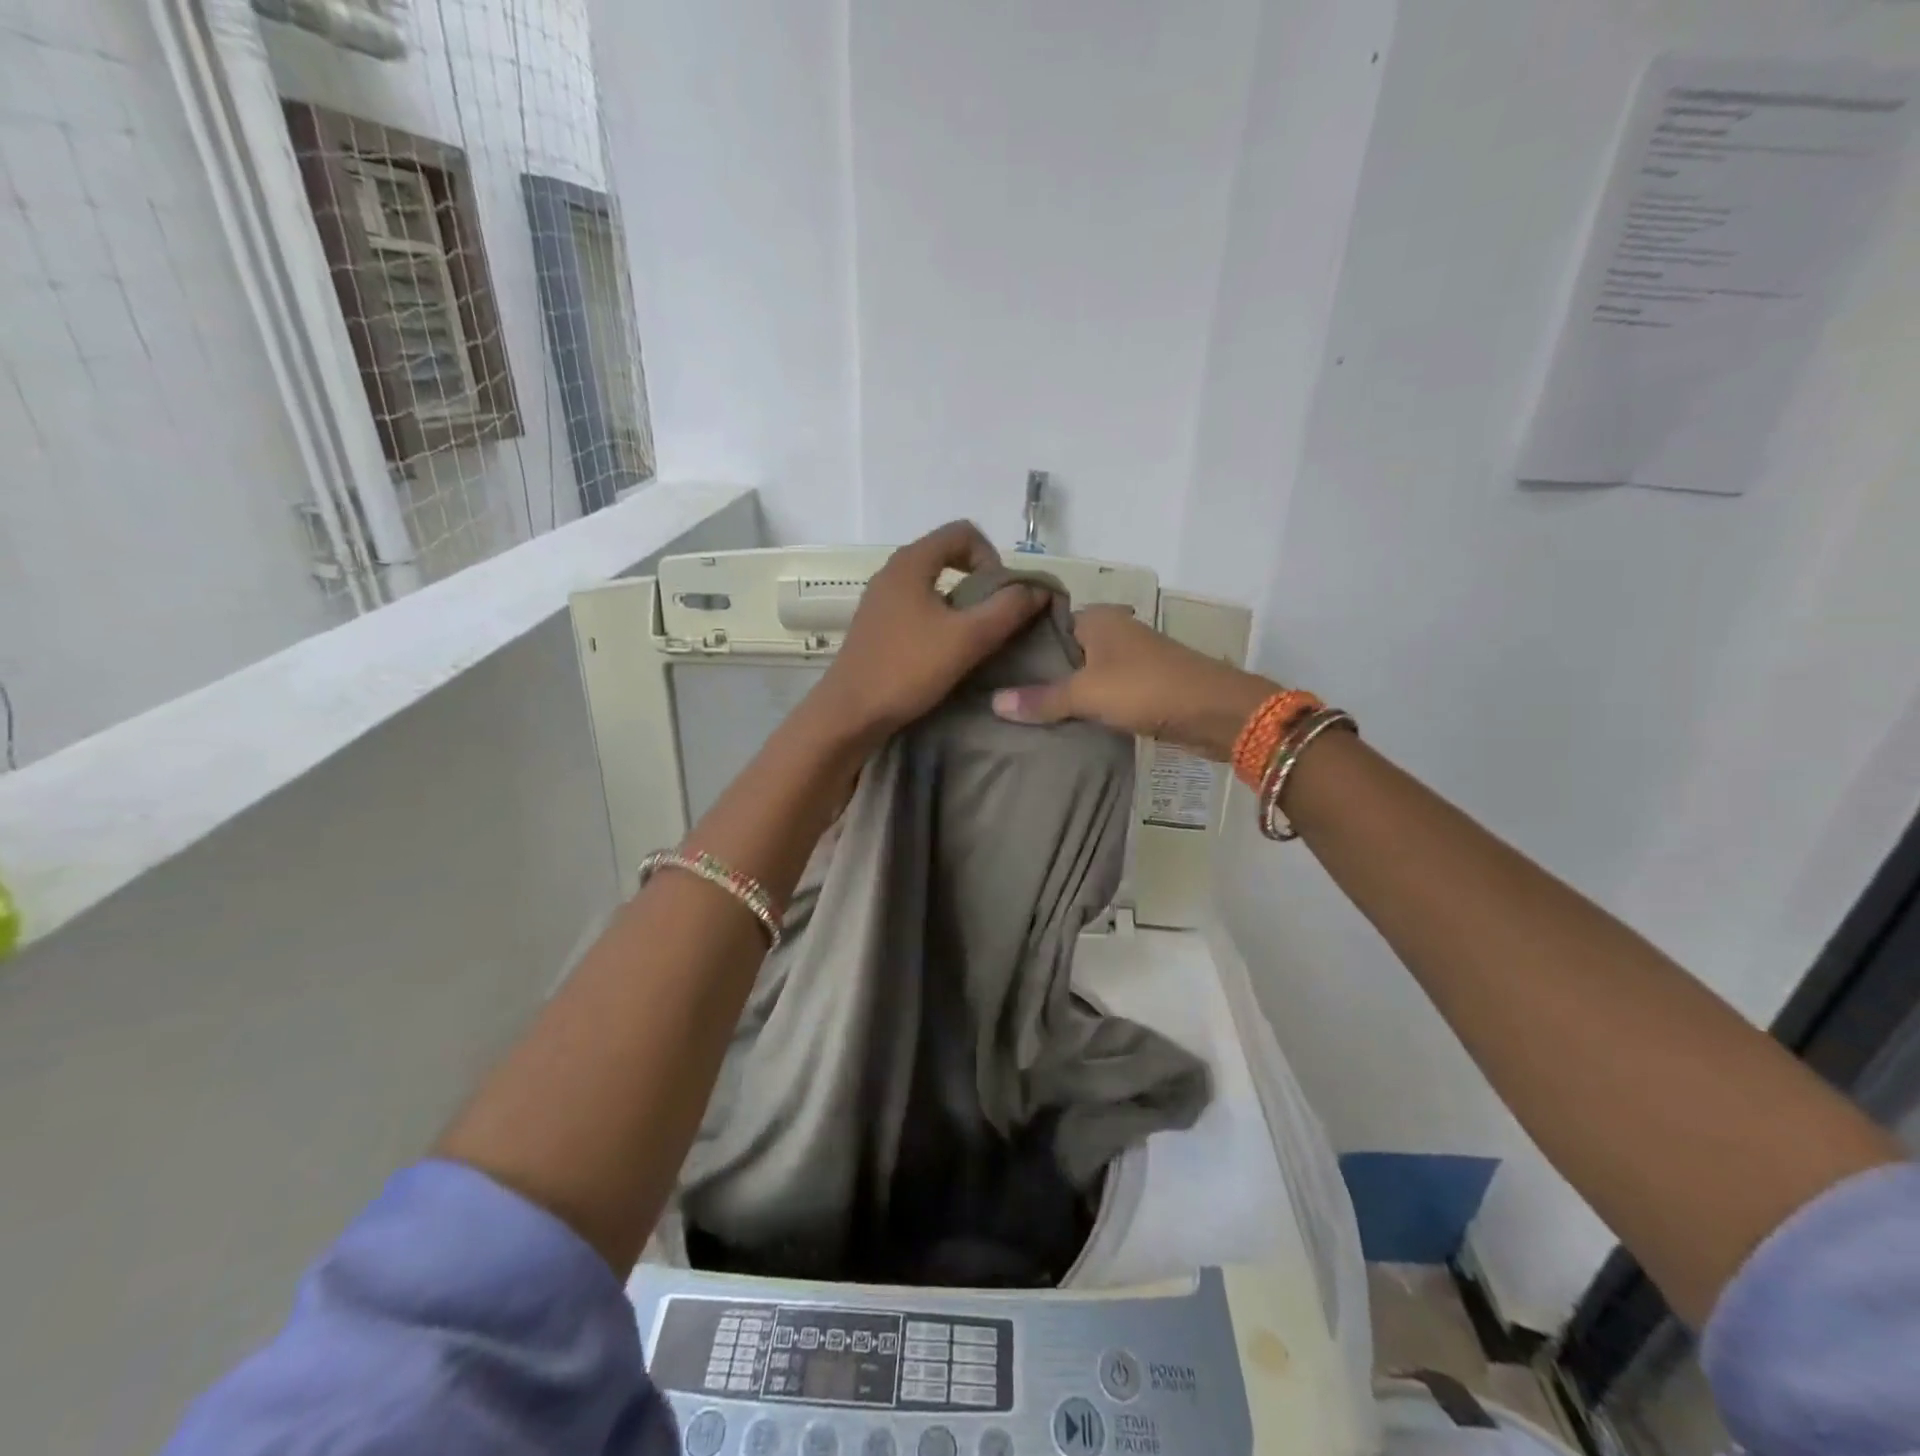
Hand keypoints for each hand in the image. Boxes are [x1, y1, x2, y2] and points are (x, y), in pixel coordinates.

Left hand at [809, 521, 1046, 743]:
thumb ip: (1008, 609)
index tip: (1000, 595)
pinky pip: (916, 606)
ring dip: (960, 602)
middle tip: (994, 617)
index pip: (963, 532)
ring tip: (974, 637)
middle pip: (947, 555)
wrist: (850, 713)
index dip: (992, 557)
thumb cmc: (908, 669)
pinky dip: (939, 618)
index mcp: (911, 562)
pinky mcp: (876, 625)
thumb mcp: (968, 638)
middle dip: (979, 581)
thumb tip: (1037, 590)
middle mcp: (892, 572)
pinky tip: (945, 651)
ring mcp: (880, 599)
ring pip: (932, 584)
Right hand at [990, 606, 1276, 760]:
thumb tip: (993, 703)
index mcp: (1097, 618)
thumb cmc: (1147, 688)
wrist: (1216, 713)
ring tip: (1016, 712)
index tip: (986, 663)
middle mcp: (1111, 632)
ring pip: (1080, 674)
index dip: (1017, 642)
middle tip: (992, 693)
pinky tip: (1054, 724)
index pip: (1044, 623)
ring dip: (1058, 692)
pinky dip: (1080, 706)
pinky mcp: (1139, 688)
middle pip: (1061, 650)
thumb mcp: (1088, 693)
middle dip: (1034, 672)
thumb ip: (1041, 698)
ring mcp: (1127, 660)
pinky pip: (1098, 693)